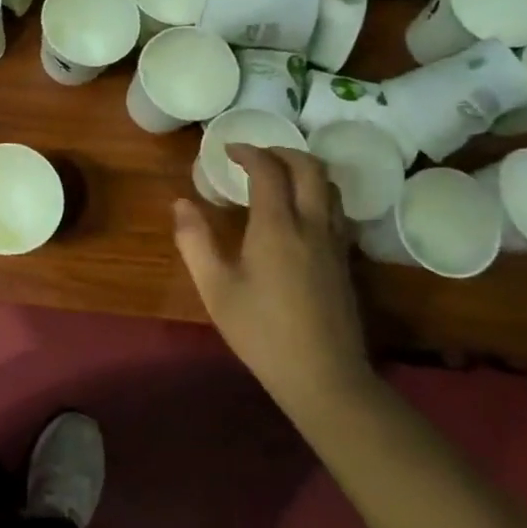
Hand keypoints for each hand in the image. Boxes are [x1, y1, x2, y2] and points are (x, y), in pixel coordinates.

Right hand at [172, 147, 373, 416]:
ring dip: (304, 170)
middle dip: (281, 151)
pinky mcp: (345, 261)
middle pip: (309, 167)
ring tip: (277, 178)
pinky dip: (317, 195)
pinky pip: (336, 210)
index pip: (268, 170)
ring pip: (329, 187)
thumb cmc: (261, 332)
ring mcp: (334, 243)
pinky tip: (298, 215)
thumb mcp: (215, 289)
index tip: (228, 150)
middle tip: (255, 156)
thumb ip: (195, 241)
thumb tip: (181, 204)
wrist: (324, 377)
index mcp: (276, 227)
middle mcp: (311, 225)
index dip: (249, 152)